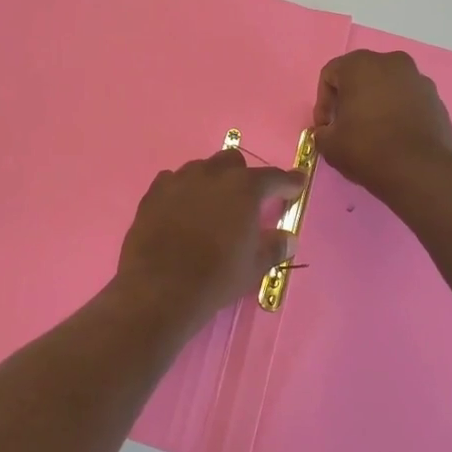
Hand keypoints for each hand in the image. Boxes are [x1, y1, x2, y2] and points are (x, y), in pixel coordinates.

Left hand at [114, 151, 303, 327]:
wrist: (160, 289)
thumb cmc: (216, 277)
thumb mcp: (254, 267)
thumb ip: (274, 247)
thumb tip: (288, 238)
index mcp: (244, 189)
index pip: (274, 177)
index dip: (289, 181)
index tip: (297, 183)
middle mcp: (212, 175)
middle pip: (233, 162)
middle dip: (243, 176)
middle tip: (246, 200)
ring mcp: (179, 180)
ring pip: (201, 168)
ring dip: (211, 181)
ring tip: (211, 205)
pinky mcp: (153, 192)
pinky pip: (172, 181)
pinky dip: (182, 190)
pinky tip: (181, 208)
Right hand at [312, 49, 451, 203]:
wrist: (419, 171)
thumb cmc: (366, 148)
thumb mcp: (328, 144)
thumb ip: (322, 131)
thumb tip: (329, 131)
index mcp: (361, 64)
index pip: (330, 75)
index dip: (323, 102)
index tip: (325, 127)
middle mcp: (392, 62)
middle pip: (361, 76)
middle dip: (351, 99)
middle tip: (346, 126)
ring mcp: (419, 79)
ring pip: (388, 87)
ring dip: (376, 104)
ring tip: (373, 133)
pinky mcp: (437, 100)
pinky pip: (409, 101)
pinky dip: (399, 113)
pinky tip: (395, 138)